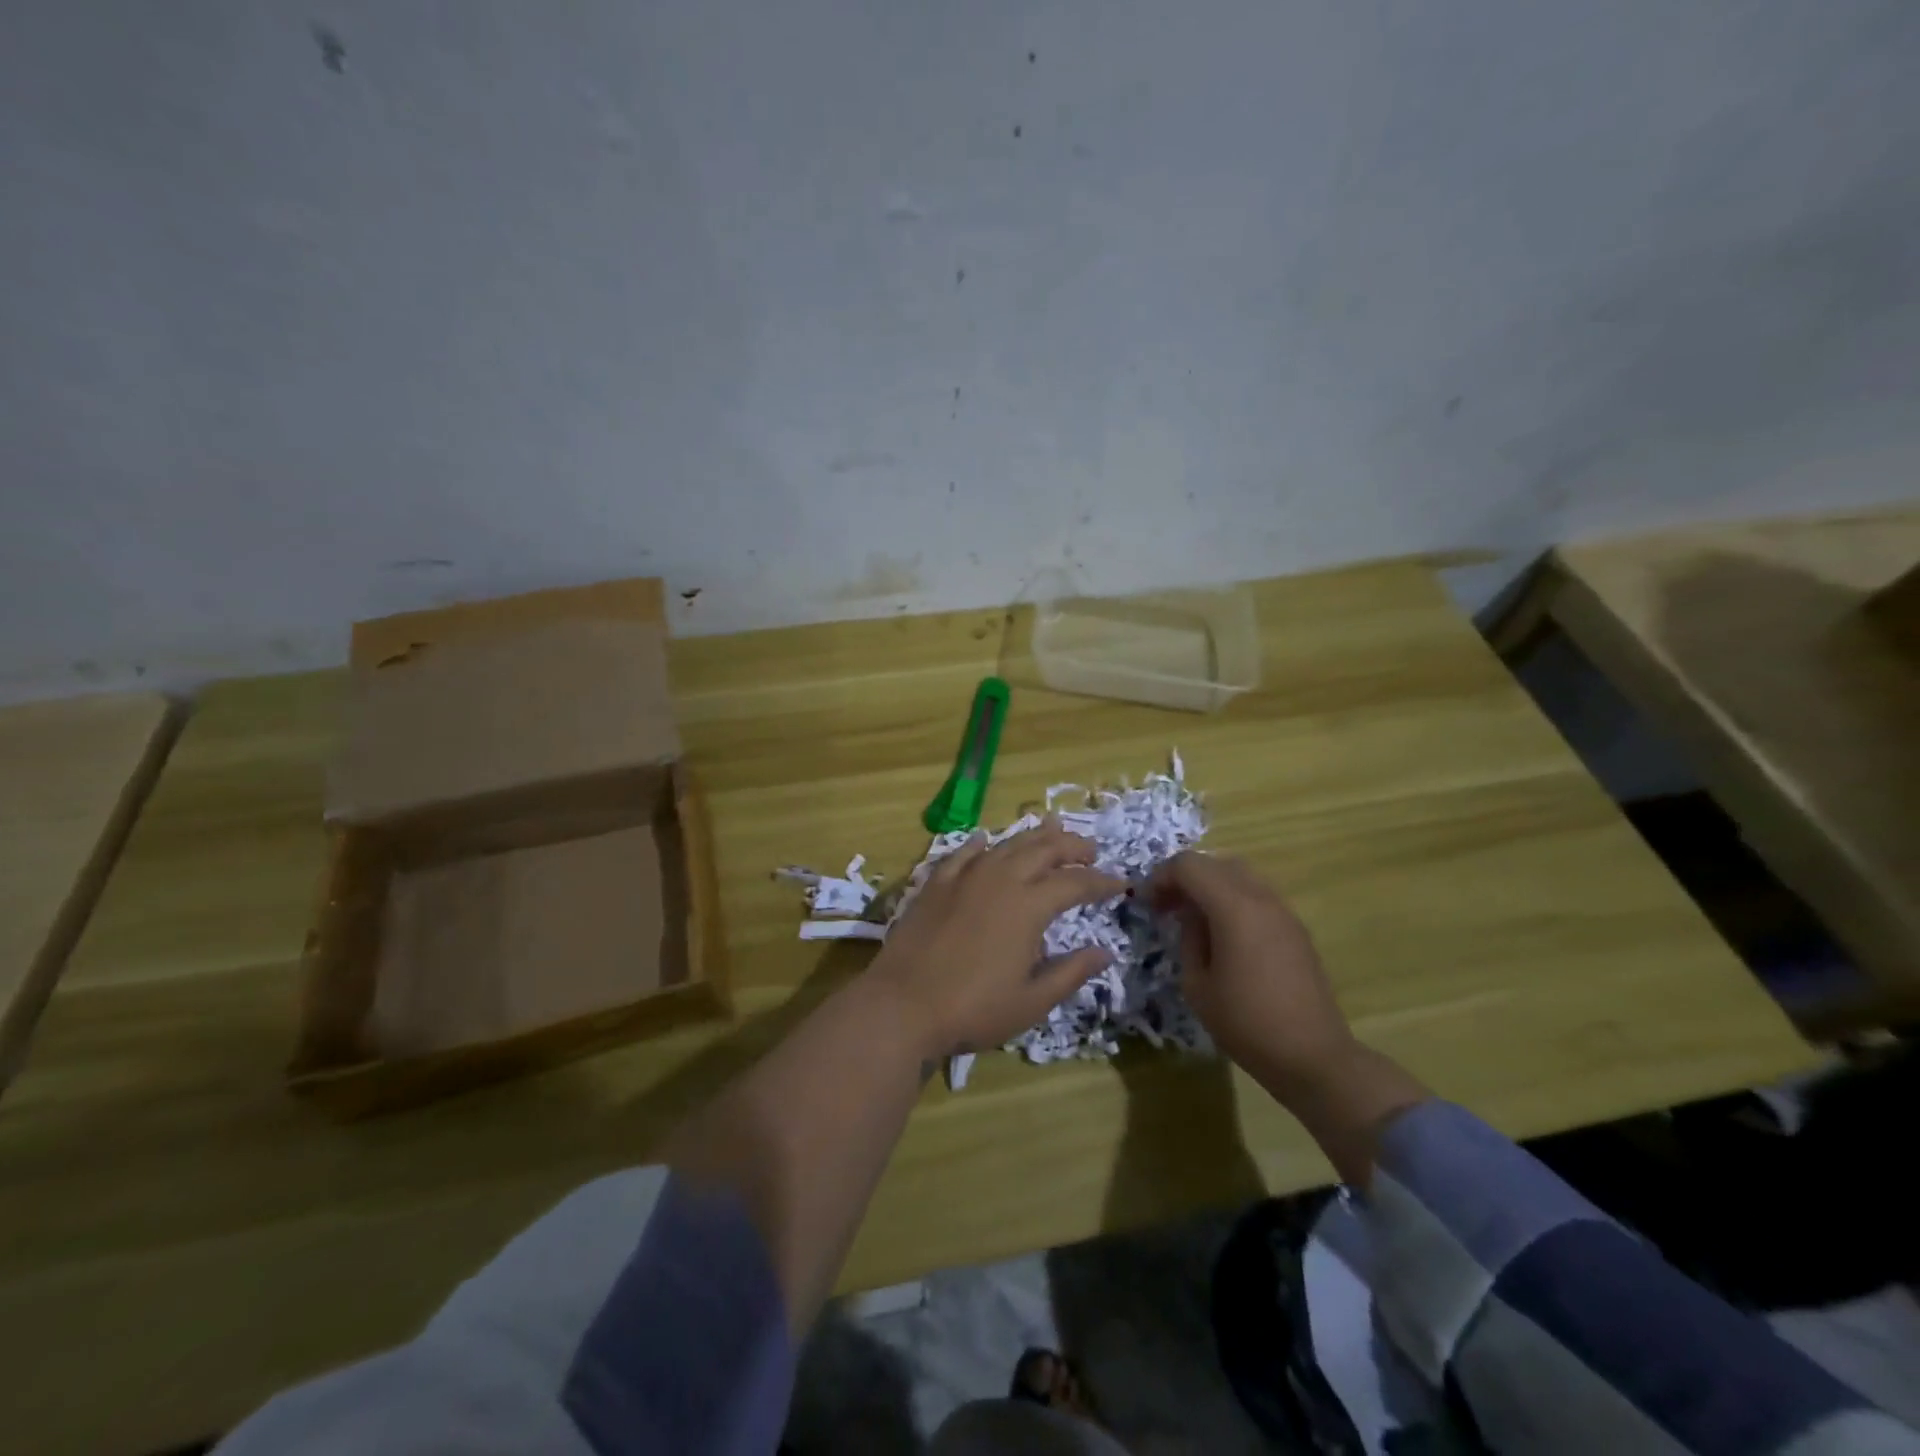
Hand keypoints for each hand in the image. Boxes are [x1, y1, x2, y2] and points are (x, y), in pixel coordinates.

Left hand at [869, 820, 1127, 1060]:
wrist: (903, 1004)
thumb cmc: (973, 1009)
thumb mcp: (1032, 1001)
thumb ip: (1070, 972)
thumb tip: (1104, 952)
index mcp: (1028, 906)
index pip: (1075, 883)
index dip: (1101, 881)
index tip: (1120, 883)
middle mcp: (1000, 879)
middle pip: (1043, 850)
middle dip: (1072, 846)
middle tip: (1090, 849)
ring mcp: (964, 877)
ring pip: (1006, 844)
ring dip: (1033, 837)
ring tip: (1051, 830)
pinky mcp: (935, 883)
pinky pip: (963, 853)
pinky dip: (980, 844)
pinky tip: (985, 840)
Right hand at [1147, 852, 1354, 1092]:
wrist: (1313, 1056)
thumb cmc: (1246, 1023)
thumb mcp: (1197, 985)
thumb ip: (1188, 938)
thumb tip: (1190, 917)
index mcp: (1233, 907)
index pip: (1188, 865)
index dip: (1161, 877)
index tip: (1147, 904)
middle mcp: (1260, 897)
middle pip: (1214, 863)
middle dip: (1184, 877)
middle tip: (1166, 907)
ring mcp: (1283, 911)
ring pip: (1238, 875)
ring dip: (1210, 885)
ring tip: (1193, 918)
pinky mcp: (1295, 928)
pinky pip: (1256, 895)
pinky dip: (1232, 899)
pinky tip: (1223, 933)